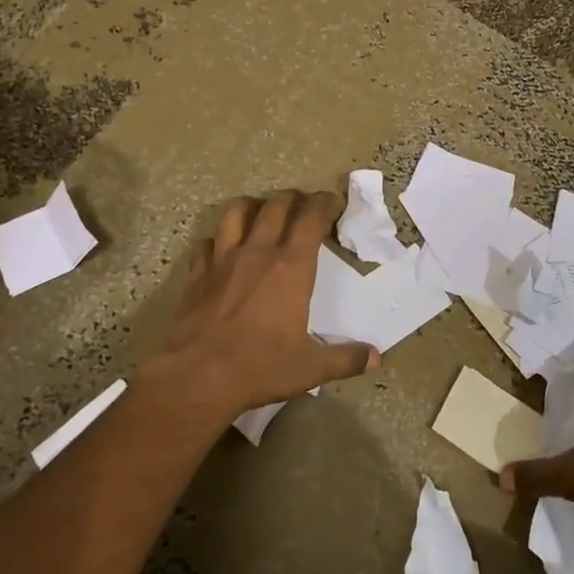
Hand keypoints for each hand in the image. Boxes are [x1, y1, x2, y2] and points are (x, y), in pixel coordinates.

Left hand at [138, 189, 376, 423]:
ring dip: (252, 205)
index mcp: (292, 268)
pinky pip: (207, 243)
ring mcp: (223, 260)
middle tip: (301, 200)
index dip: (322, 203)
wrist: (197, 375)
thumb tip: (376, 357)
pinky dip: (217, 239)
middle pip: (276, 207)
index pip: (310, 220)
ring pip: (236, 213)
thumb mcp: (311, 368)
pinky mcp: (197, 274)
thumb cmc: (259, 367)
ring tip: (260, 208)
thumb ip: (345, 359)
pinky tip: (220, 247)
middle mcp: (259, 253)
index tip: (329, 199)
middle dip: (292, 198)